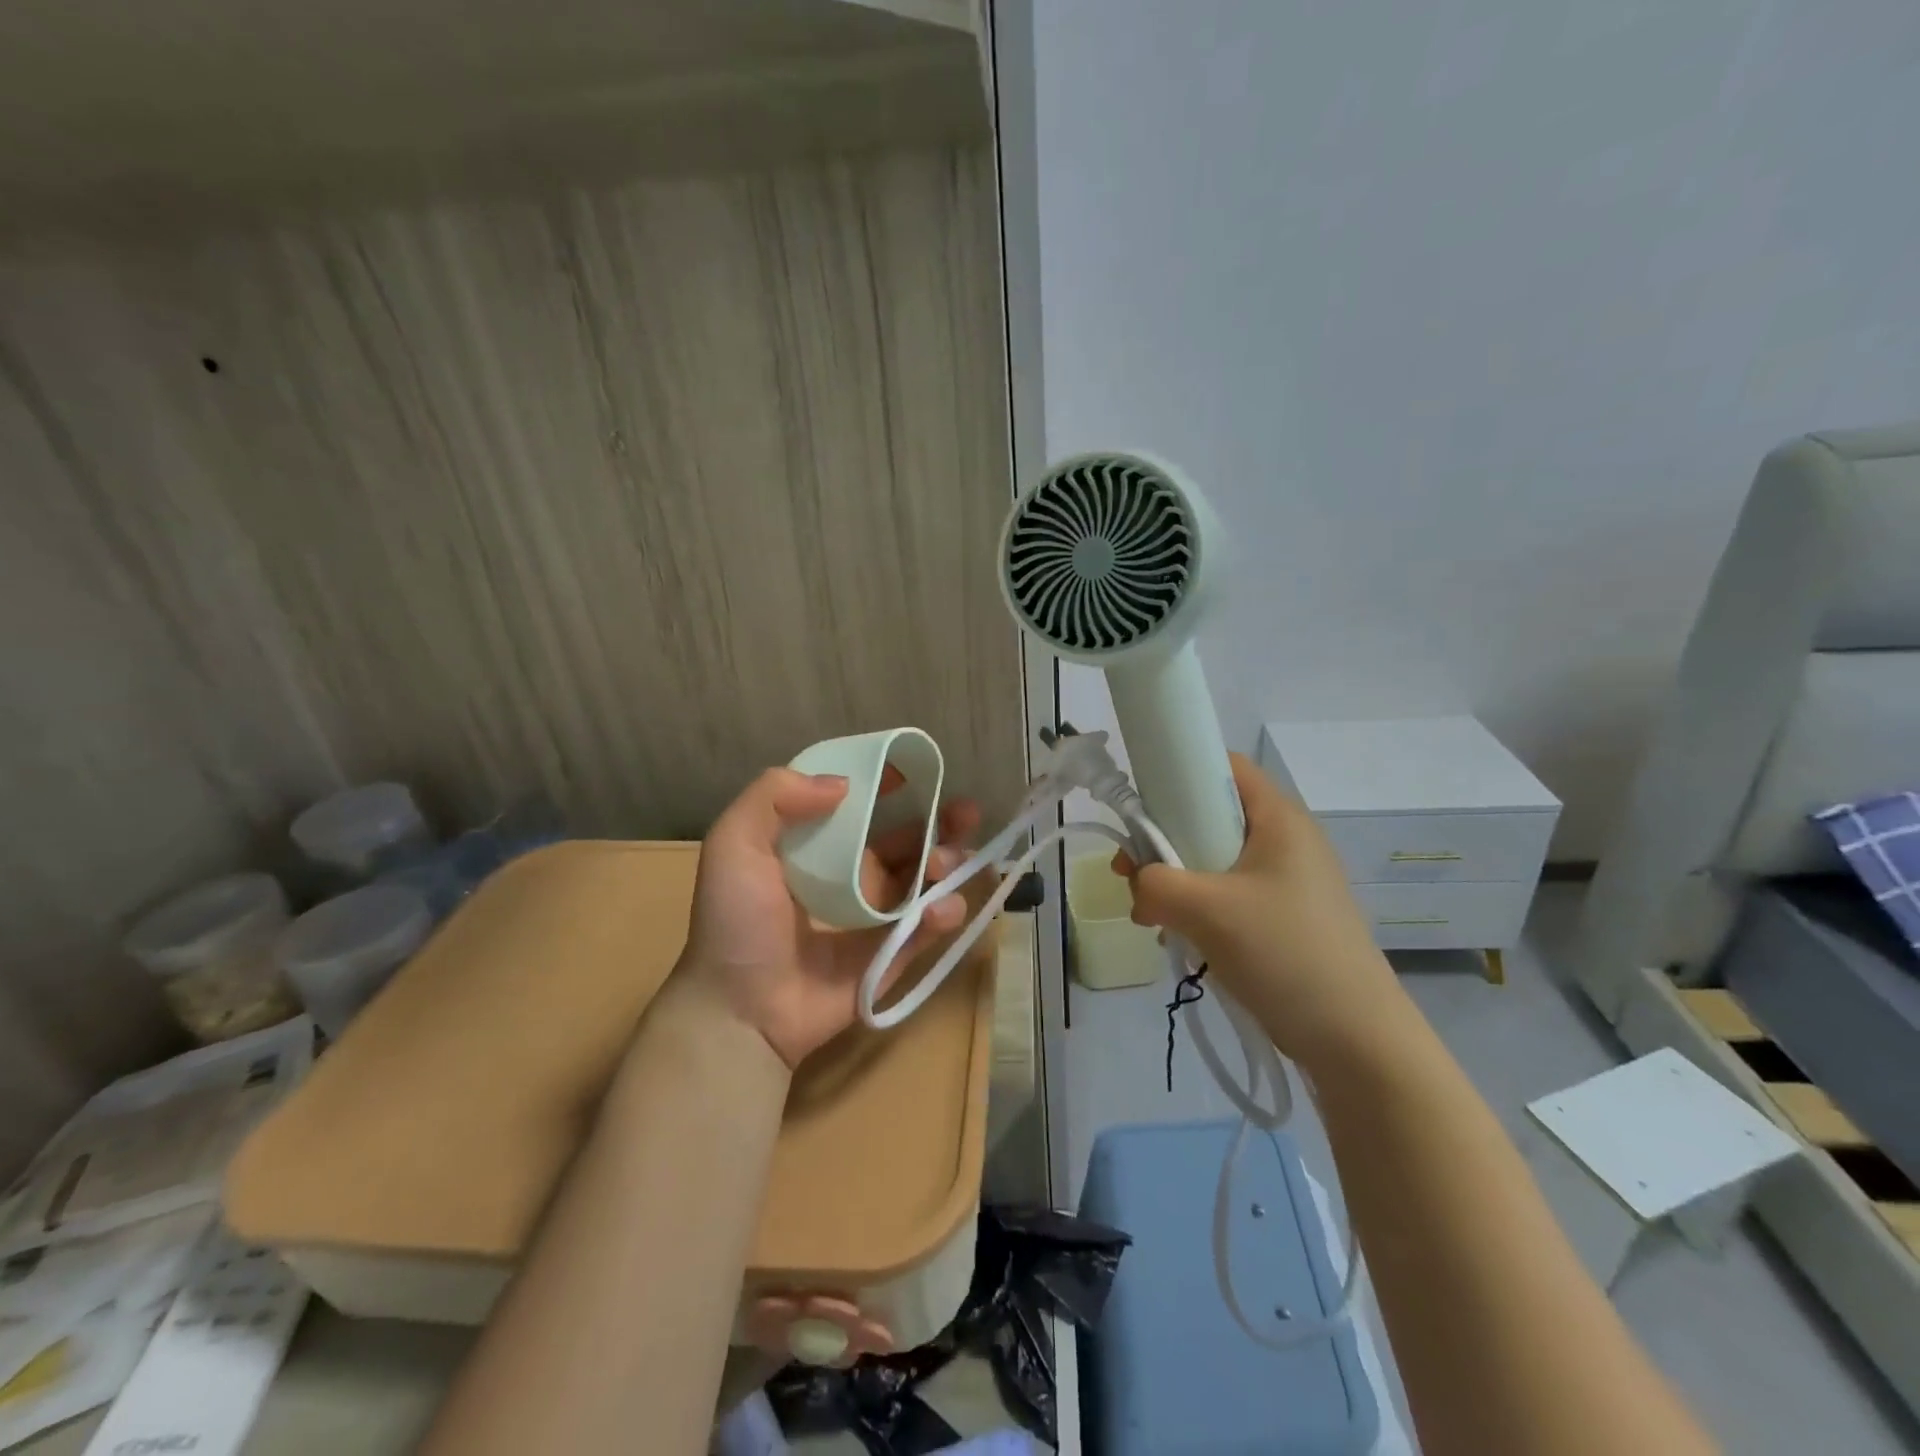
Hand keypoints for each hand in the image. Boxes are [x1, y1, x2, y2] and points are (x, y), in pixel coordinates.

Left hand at [680, 766, 981, 1068]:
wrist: (740, 1010)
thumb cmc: (736, 922)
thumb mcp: (733, 844)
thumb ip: (773, 797)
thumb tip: (842, 784)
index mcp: (819, 849)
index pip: (862, 808)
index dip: (888, 786)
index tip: (914, 769)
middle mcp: (852, 878)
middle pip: (908, 842)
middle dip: (941, 823)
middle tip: (966, 812)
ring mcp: (875, 919)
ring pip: (927, 881)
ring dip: (948, 864)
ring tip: (948, 863)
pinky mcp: (892, 956)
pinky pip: (928, 929)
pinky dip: (945, 913)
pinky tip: (943, 906)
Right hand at [1116, 752, 1404, 1067]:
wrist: (1355, 1039)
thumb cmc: (1285, 953)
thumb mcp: (1207, 910)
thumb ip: (1155, 883)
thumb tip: (1138, 884)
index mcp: (1279, 819)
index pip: (1224, 766)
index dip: (1178, 771)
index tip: (1141, 805)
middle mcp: (1285, 840)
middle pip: (1210, 815)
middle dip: (1164, 839)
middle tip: (1130, 872)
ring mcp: (1286, 882)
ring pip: (1213, 859)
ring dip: (1175, 880)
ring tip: (1150, 916)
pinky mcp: (1283, 917)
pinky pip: (1227, 895)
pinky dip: (1196, 907)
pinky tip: (1177, 938)